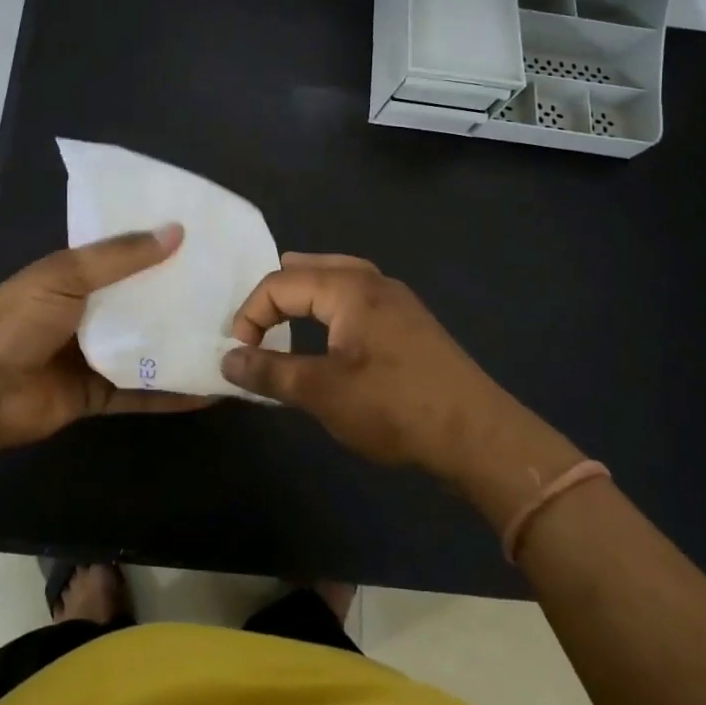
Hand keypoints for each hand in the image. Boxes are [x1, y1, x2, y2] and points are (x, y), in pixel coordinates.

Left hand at [0, 223, 210, 454]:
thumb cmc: (19, 321)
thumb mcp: (67, 275)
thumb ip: (121, 257)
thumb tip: (177, 230)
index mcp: (79, 276)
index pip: (129, 256)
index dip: (163, 249)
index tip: (209, 242)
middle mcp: (91, 312)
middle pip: (145, 304)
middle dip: (182, 300)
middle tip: (235, 293)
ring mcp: (96, 355)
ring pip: (148, 349)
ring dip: (183, 346)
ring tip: (233, 341)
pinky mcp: (98, 395)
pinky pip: (142, 393)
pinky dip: (172, 394)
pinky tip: (210, 392)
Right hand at [221, 253, 574, 492]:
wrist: (478, 436)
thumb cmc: (394, 407)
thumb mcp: (322, 392)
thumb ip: (270, 372)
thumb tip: (227, 360)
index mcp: (348, 288)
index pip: (279, 283)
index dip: (250, 314)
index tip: (241, 355)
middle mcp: (373, 281)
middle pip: (310, 268)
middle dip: (276, 294)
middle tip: (256, 327)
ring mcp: (397, 300)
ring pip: (337, 278)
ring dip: (305, 297)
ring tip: (285, 321)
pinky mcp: (411, 322)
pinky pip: (357, 297)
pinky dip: (331, 307)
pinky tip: (331, 337)